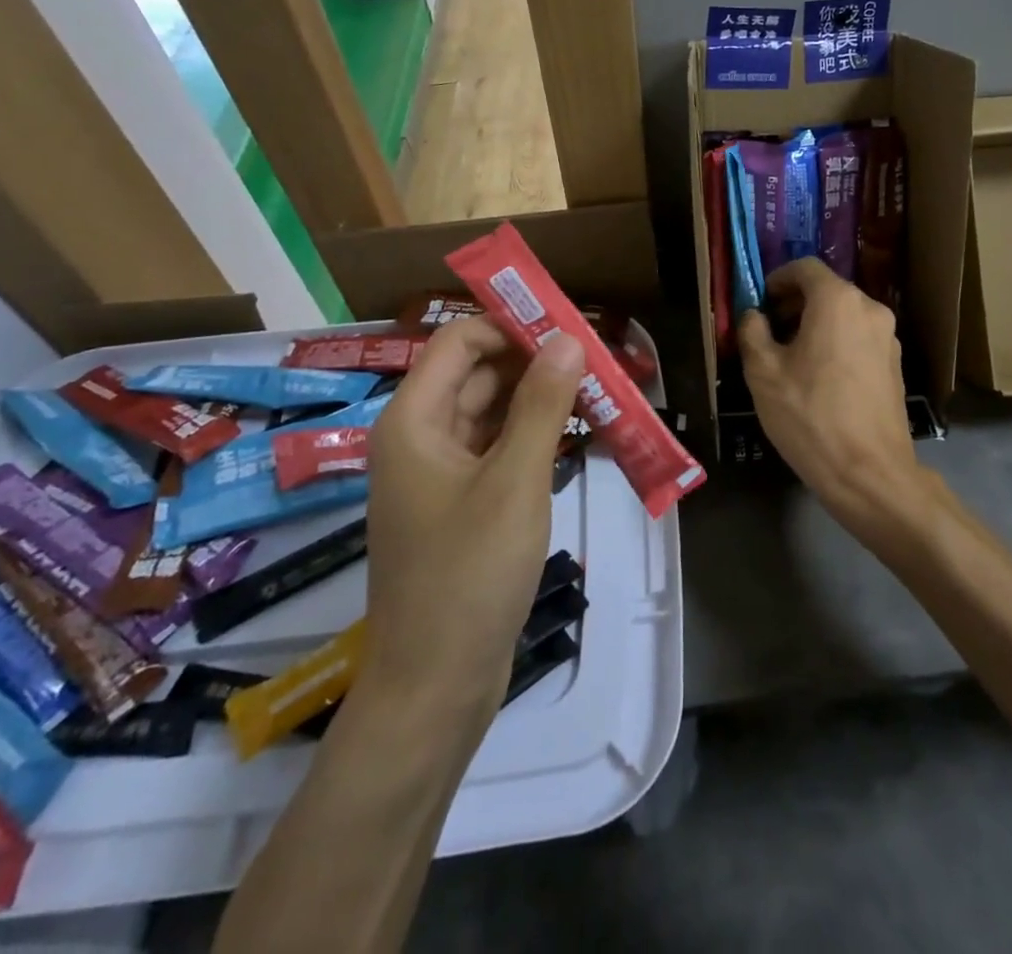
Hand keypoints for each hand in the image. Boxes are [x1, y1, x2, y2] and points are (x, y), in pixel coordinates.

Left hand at [359, 315, 584, 710]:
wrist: (436, 686)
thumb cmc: (469, 575)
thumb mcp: (514, 481)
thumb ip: (542, 404)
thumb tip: (568, 338)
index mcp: (413, 421)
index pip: (460, 342)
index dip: (512, 325)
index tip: (569, 326)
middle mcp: (420, 438)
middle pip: (478, 374)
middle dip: (535, 361)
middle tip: (597, 359)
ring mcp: (439, 474)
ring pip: (491, 413)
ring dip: (539, 399)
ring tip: (598, 390)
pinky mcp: (460, 505)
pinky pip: (497, 450)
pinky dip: (532, 437)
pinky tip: (576, 435)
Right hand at [738, 258, 929, 538]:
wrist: (869, 472)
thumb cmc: (810, 415)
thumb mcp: (763, 373)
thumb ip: (753, 331)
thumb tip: (754, 315)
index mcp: (838, 301)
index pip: (805, 267)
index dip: (777, 279)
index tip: (760, 303)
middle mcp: (870, 309)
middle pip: (827, 290)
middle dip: (794, 304)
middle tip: (769, 333)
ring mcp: (889, 337)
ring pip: (845, 315)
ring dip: (816, 325)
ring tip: (791, 360)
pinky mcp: (895, 364)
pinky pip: (859, 338)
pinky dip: (837, 343)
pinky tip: (820, 379)